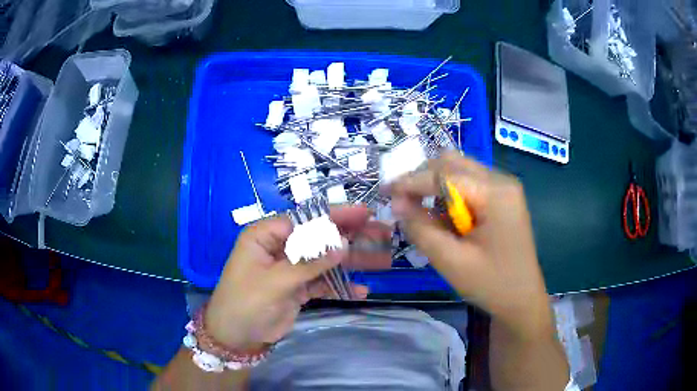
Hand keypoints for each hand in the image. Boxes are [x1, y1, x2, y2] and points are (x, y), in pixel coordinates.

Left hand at [204, 205, 389, 350]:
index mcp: (266, 236)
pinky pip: (323, 283)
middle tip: (382, 234)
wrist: (236, 337)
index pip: (305, 219)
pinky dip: (340, 287)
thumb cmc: (245, 302)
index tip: (364, 213)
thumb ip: (309, 263)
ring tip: (382, 260)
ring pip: (325, 261)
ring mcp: (291, 269)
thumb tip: (342, 244)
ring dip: (352, 262)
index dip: (335, 216)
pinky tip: (361, 291)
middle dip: (350, 237)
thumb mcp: (275, 281)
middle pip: (319, 238)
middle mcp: (280, 248)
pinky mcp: (298, 288)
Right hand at [387, 152, 551, 337]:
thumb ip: (421, 229)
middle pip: (453, 163)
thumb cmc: (491, 284)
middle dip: (423, 178)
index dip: (412, 181)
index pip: (445, 174)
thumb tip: (397, 203)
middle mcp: (502, 180)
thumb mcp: (451, 261)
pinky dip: (450, 194)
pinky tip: (445, 216)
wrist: (523, 299)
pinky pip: (469, 183)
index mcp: (495, 193)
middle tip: (403, 202)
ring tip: (422, 211)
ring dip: (436, 185)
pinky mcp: (502, 197)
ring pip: (460, 170)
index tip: (385, 190)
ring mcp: (504, 187)